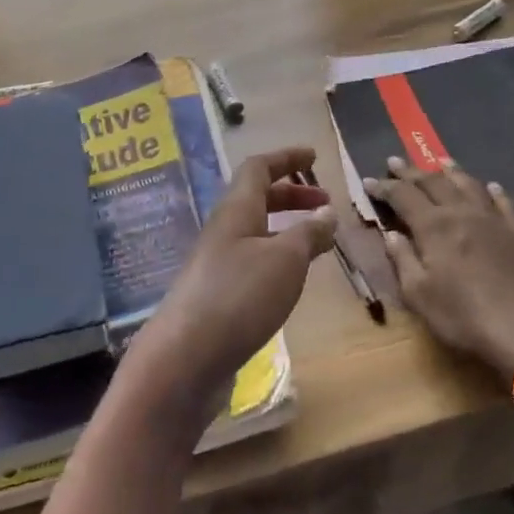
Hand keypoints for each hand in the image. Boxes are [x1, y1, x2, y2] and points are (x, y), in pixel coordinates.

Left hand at [137, 147, 335, 413]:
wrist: (187, 357)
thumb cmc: (239, 296)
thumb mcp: (285, 259)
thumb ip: (309, 233)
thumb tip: (326, 213)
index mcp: (236, 210)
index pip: (258, 168)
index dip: (286, 158)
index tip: (314, 156)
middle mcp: (223, 231)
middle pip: (256, 198)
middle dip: (292, 194)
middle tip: (324, 202)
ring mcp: (217, 264)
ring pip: (255, 232)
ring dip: (286, 228)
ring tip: (318, 243)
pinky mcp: (217, 295)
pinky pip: (252, 261)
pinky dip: (277, 258)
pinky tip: (292, 280)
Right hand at [365, 157, 513, 381]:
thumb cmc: (462, 316)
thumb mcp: (418, 294)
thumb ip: (403, 259)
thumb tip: (391, 233)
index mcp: (434, 226)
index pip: (403, 196)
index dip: (384, 187)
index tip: (368, 180)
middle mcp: (462, 213)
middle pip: (434, 183)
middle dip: (411, 172)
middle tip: (395, 162)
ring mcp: (494, 220)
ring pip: (469, 184)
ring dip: (451, 171)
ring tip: (440, 161)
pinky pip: (505, 202)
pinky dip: (493, 191)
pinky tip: (491, 187)